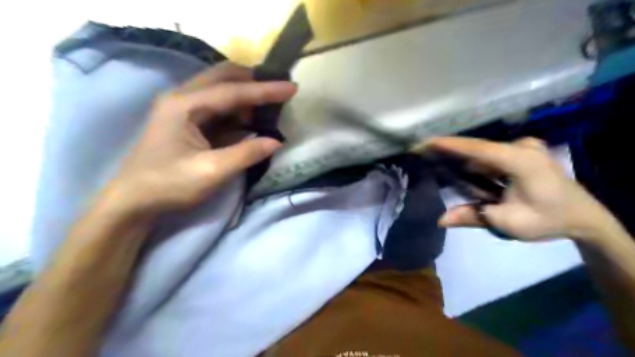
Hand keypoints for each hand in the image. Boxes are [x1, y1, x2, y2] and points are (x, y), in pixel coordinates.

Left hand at [102, 63, 297, 213]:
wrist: (133, 200)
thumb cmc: (169, 185)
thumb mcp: (212, 172)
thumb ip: (246, 154)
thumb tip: (276, 141)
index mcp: (185, 105)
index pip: (233, 91)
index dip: (265, 90)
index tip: (292, 87)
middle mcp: (182, 98)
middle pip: (223, 77)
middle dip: (253, 81)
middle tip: (279, 90)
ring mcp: (182, 108)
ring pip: (220, 89)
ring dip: (245, 95)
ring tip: (270, 105)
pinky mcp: (186, 121)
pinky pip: (217, 106)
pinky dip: (237, 109)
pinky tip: (251, 119)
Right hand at [417, 137, 614, 241]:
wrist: (584, 217)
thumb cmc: (548, 220)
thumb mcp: (509, 222)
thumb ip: (473, 217)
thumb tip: (441, 220)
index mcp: (522, 161)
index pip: (479, 149)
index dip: (451, 145)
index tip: (426, 141)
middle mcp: (523, 148)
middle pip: (478, 149)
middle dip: (451, 151)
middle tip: (425, 153)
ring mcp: (525, 147)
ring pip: (484, 152)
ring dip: (462, 158)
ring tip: (436, 160)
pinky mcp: (523, 152)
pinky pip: (491, 155)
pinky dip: (474, 162)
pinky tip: (460, 167)